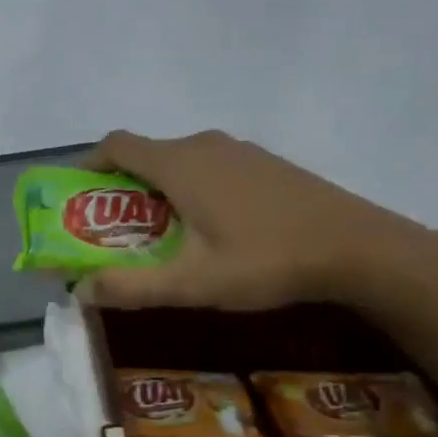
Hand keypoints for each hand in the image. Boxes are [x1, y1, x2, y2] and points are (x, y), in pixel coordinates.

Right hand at [74, 129, 436, 311]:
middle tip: (115, 231)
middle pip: (145, 154)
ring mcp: (239, 150)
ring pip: (179, 160)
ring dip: (158, 189)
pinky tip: (212, 228)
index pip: (115, 145)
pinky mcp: (264, 162)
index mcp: (179, 163)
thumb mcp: (194, 283)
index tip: (77, 196)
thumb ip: (131, 287)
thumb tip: (79, 291)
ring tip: (160, 235)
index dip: (88, 164)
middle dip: (121, 188)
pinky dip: (191, 187)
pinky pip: (209, 165)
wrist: (360, 248)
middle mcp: (203, 145)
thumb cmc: (267, 260)